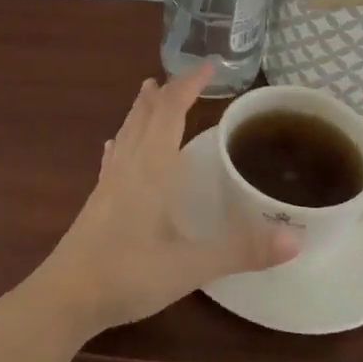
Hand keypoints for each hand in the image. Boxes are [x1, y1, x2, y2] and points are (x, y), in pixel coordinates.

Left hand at [28, 64, 299, 339]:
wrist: (66, 296)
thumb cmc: (128, 275)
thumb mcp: (190, 266)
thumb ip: (241, 250)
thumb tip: (296, 237)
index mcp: (151, 168)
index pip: (171, 111)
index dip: (189, 85)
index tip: (209, 65)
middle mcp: (129, 165)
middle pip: (146, 115)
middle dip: (167, 92)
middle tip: (185, 75)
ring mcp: (109, 182)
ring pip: (127, 131)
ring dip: (142, 109)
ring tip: (150, 91)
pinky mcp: (97, 200)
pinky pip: (114, 156)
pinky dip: (122, 140)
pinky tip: (115, 144)